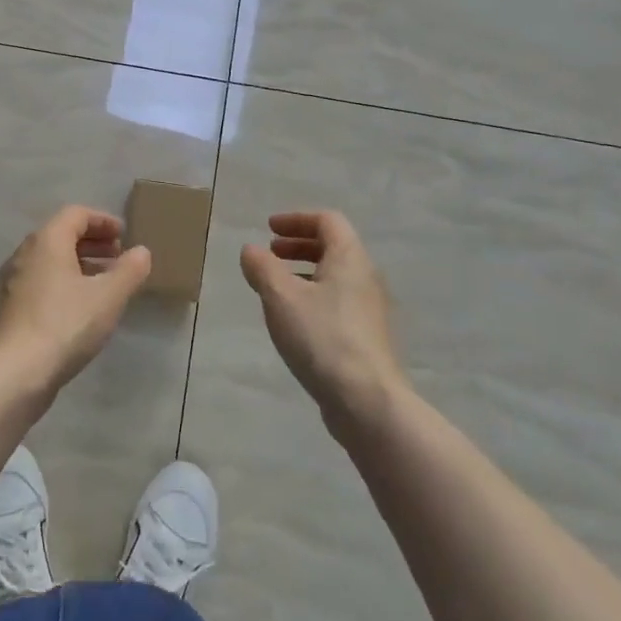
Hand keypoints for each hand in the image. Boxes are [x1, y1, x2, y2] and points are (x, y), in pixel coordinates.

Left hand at [0, 205, 152, 395]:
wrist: (12, 373)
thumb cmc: (64, 325)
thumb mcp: (108, 297)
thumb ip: (129, 271)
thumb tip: (141, 251)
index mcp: (47, 241)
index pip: (75, 214)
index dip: (102, 220)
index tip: (124, 235)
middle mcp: (24, 254)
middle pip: (60, 235)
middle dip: (92, 242)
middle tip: (118, 256)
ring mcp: (11, 282)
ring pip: (49, 261)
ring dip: (78, 264)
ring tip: (103, 284)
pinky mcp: (8, 308)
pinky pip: (40, 283)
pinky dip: (63, 284)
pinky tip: (79, 309)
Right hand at [239, 210, 405, 426]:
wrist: (367, 401)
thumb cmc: (322, 337)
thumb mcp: (281, 297)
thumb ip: (262, 268)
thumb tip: (251, 250)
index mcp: (349, 258)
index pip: (327, 221)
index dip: (296, 219)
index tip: (269, 229)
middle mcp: (365, 277)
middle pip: (333, 246)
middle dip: (299, 244)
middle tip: (270, 253)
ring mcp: (369, 309)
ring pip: (334, 276)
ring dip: (304, 271)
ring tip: (275, 285)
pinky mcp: (365, 336)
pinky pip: (336, 300)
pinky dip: (312, 295)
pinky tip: (293, 318)